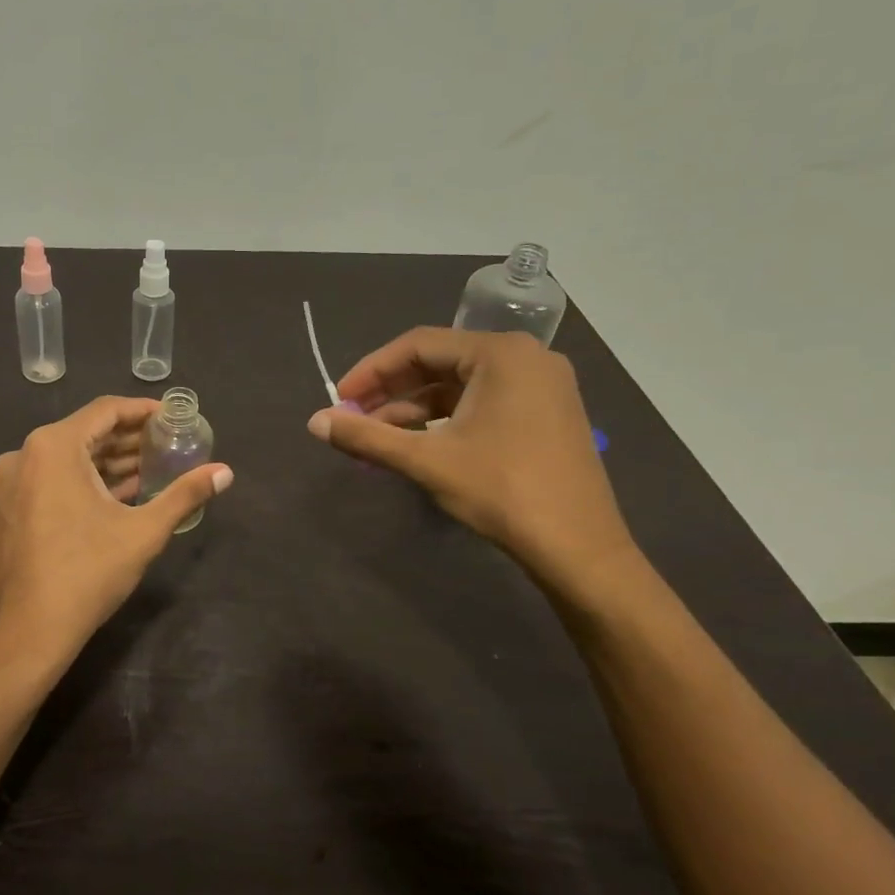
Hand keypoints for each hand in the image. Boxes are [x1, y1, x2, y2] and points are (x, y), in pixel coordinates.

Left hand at [0, 396, 232, 677]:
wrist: (27, 633)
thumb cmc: (87, 574)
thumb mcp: (143, 532)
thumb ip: (185, 494)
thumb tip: (226, 472)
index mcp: (53, 447)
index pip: (105, 411)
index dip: (143, 411)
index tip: (174, 416)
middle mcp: (25, 454)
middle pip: (86, 432)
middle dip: (130, 439)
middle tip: (170, 443)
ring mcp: (12, 481)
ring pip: (70, 457)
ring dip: (110, 461)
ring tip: (154, 467)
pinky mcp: (10, 506)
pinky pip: (54, 478)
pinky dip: (87, 480)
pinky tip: (122, 493)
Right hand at [307, 328, 634, 586]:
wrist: (580, 550)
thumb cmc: (502, 492)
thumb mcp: (426, 461)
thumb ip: (367, 436)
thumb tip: (314, 422)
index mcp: (500, 354)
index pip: (418, 345)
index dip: (371, 371)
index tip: (339, 399)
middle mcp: (525, 358)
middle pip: (439, 362)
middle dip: (390, 392)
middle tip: (353, 419)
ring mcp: (541, 387)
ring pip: (459, 387)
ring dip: (414, 410)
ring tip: (377, 440)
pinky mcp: (545, 415)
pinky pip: (481, 404)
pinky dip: (444, 421)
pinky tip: (416, 446)